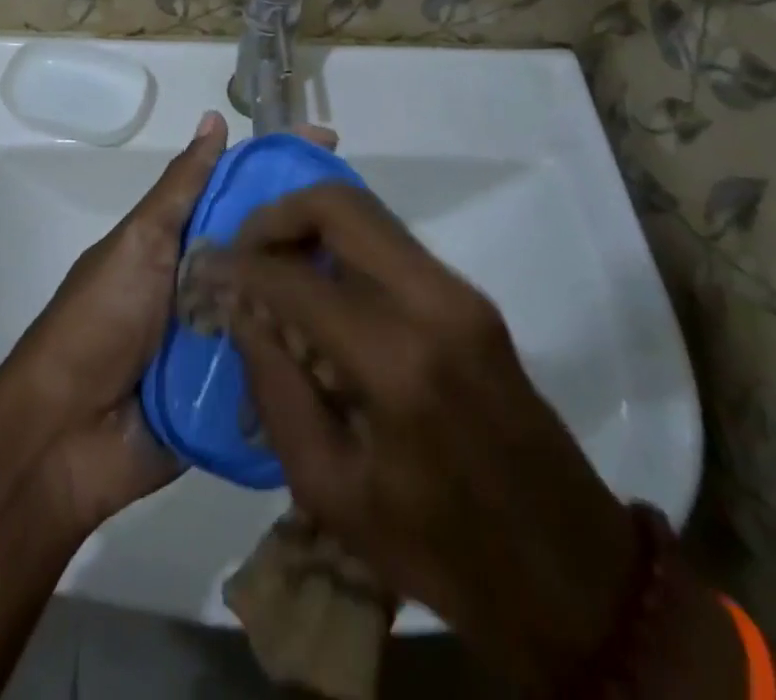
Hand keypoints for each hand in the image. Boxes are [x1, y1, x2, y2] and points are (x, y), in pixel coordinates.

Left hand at [0, 113, 336, 534]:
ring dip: (324, 296)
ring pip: (285, 308)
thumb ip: (182, 187)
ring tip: (386, 280)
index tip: (330, 144)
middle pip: (273, 250)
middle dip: (317, 233)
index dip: (282, 167)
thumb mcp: (140, 241)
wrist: (64, 434)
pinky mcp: (237, 399)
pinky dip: (311, 360)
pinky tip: (366, 346)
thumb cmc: (99, 319)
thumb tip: (215, 119)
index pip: (244, 193)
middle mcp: (213, 285)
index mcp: (187, 243)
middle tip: (377, 222)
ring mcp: (227, 342)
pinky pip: (281, 370)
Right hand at [212, 184, 639, 692]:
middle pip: (338, 205)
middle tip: (244, 250)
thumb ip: (275, 387)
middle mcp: (431, 302)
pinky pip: (389, 241)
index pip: (293, 277)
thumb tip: (242, 310)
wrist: (570, 572)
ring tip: (274, 264)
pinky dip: (341, 244)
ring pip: (366, 212)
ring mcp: (459, 291)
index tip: (205, 266)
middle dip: (276, 215)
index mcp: (394, 362)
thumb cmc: (438, 548)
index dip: (237, 265)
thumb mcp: (329, 490)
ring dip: (309, 223)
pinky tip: (320, 285)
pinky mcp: (470, 295)